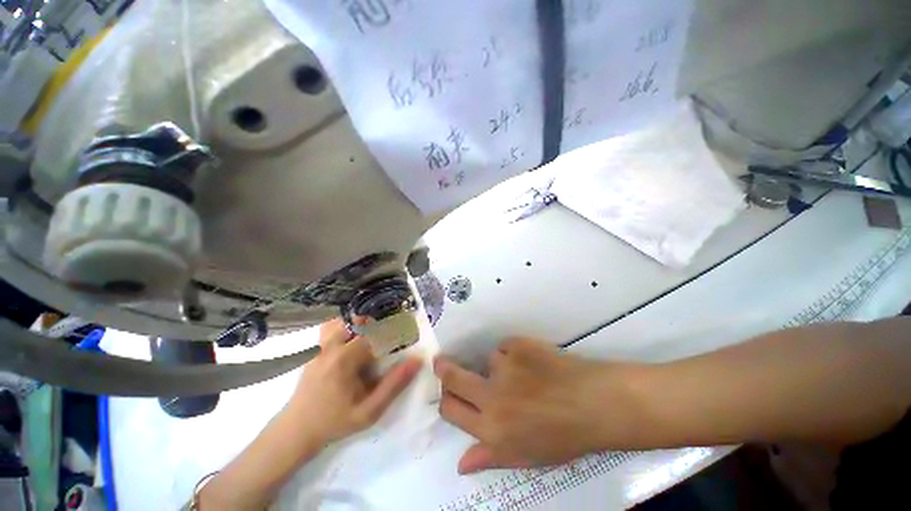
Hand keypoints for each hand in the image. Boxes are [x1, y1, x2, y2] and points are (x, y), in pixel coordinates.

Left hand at [286, 318, 421, 445]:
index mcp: (345, 359)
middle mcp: (331, 346)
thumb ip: (394, 385)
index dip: (393, 332)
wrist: (296, 431)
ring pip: (343, 321)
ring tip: (371, 338)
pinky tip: (351, 340)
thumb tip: (416, 361)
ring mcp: (319, 346)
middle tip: (389, 340)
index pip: (376, 333)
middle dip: (378, 327)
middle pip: (360, 322)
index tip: (405, 336)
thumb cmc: (335, 422)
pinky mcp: (313, 349)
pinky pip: (330, 327)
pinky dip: (344, 327)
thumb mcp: (369, 411)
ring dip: (360, 325)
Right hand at [434, 338, 645, 473]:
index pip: (451, 411)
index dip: (446, 401)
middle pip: (453, 378)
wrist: (595, 403)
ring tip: (524, 374)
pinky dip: (514, 352)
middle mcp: (491, 397)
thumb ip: (490, 457)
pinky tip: (534, 362)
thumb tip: (460, 464)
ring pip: (487, 360)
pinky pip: (505, 346)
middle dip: (443, 369)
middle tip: (441, 363)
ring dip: (499, 366)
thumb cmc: (563, 436)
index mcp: (492, 430)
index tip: (447, 393)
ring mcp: (504, 366)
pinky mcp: (517, 345)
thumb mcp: (526, 456)